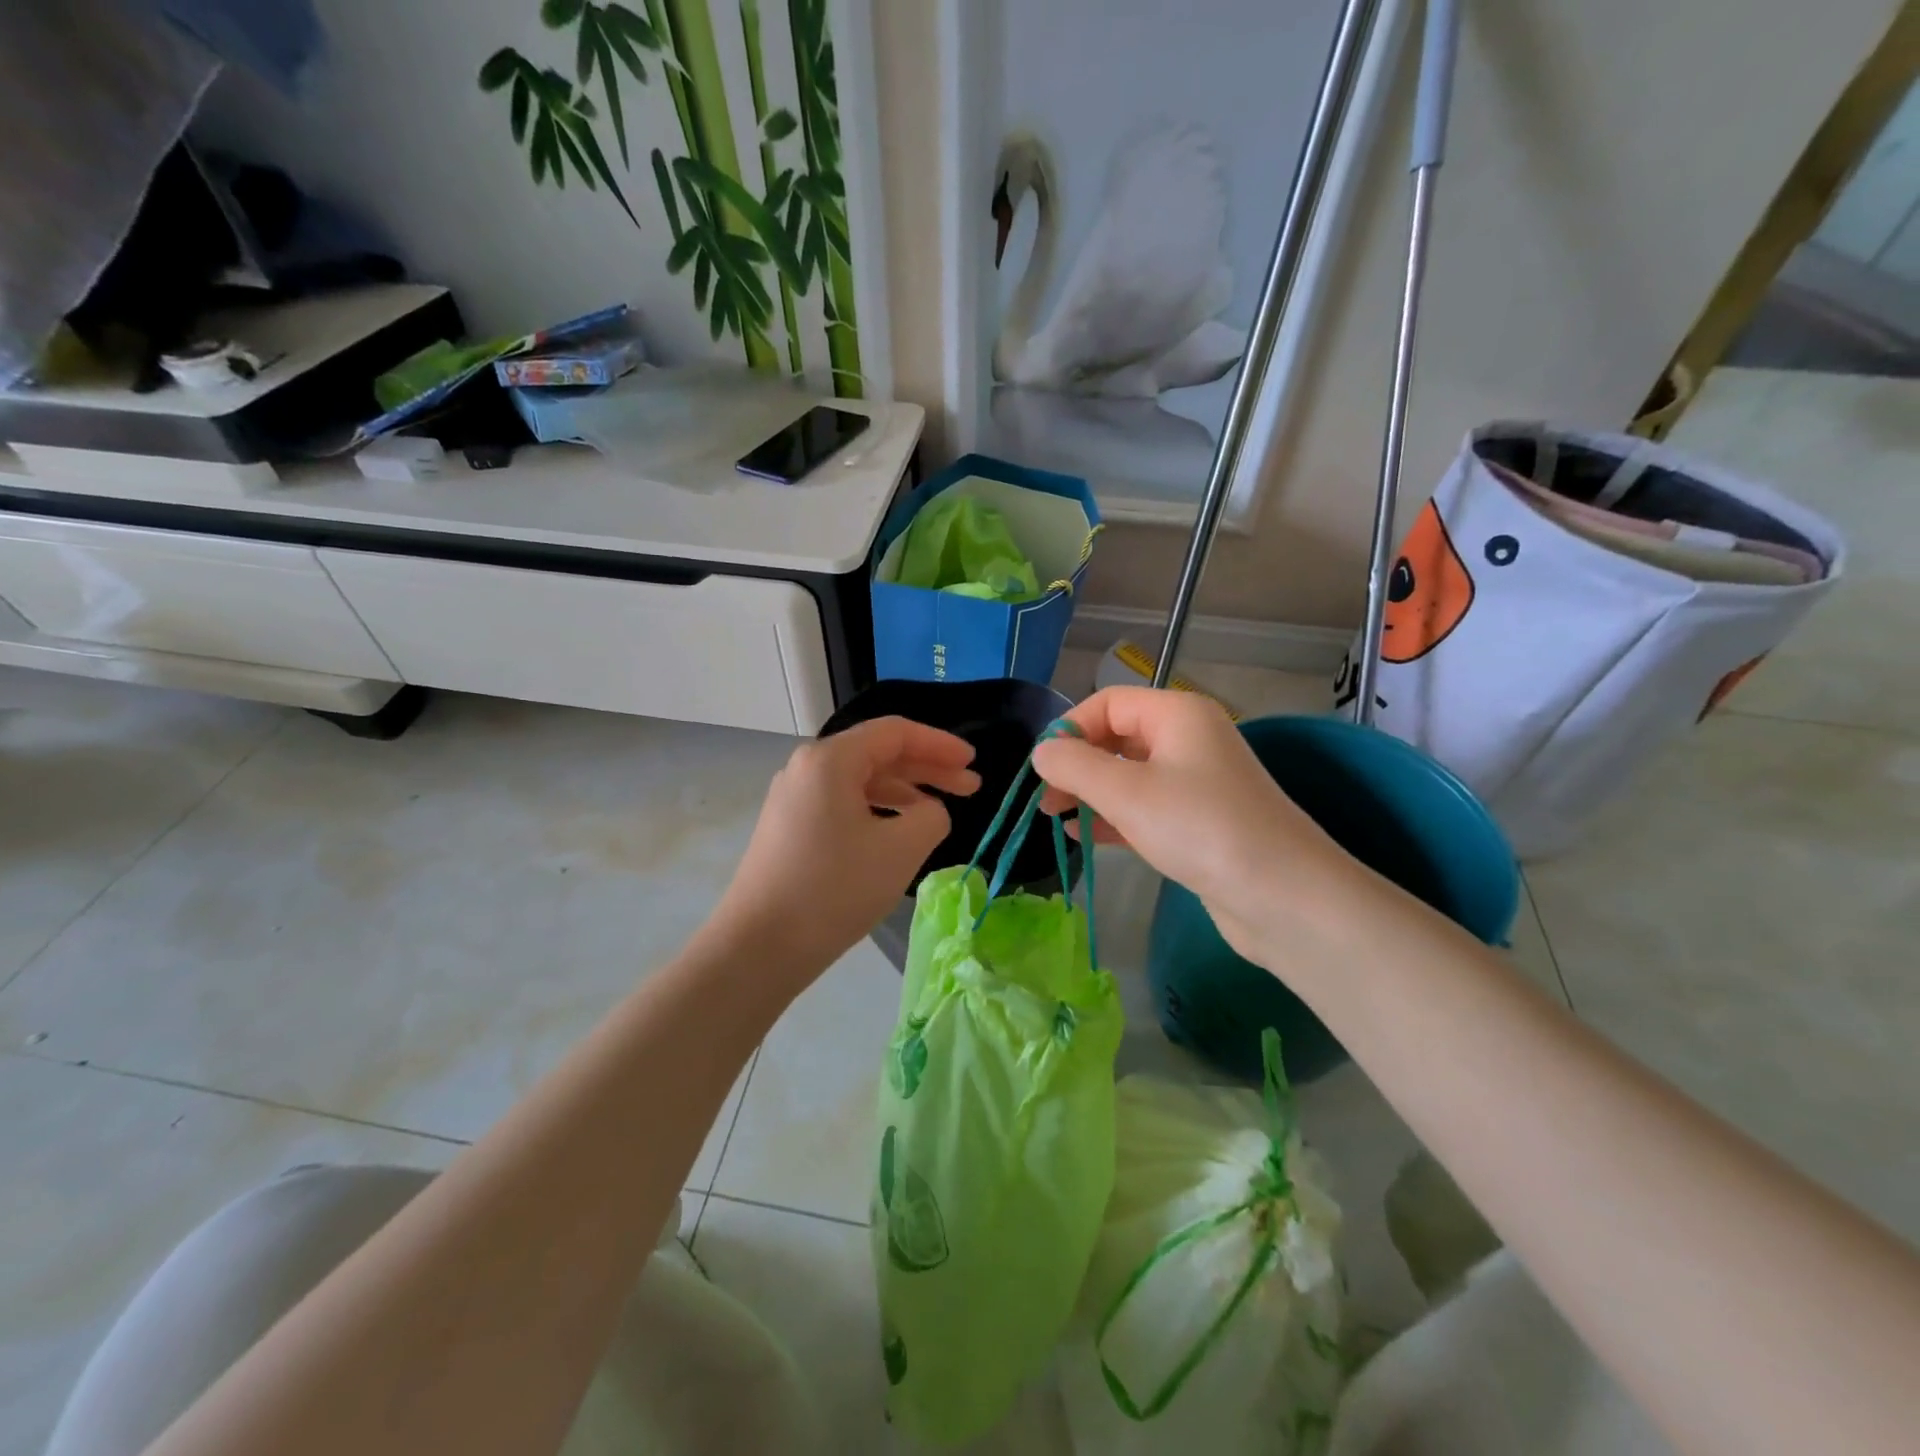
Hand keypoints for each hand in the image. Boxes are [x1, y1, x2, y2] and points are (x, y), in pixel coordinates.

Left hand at [706, 718, 979, 979]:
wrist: (759, 946)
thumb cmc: (834, 889)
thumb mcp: (901, 849)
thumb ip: (932, 816)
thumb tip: (929, 811)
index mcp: (830, 759)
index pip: (895, 733)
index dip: (940, 744)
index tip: (973, 762)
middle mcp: (807, 768)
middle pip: (878, 754)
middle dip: (927, 768)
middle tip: (970, 788)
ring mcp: (794, 798)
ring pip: (860, 781)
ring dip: (904, 792)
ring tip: (939, 814)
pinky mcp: (789, 827)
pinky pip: (843, 804)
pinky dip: (878, 810)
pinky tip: (898, 833)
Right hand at [1032, 687, 1364, 964]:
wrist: (1283, 897)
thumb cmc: (1200, 828)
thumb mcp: (1127, 792)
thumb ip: (1075, 766)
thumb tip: (1041, 751)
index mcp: (1177, 714)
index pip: (1108, 702)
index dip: (1070, 728)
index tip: (1041, 767)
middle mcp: (1189, 739)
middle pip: (1117, 737)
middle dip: (1077, 763)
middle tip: (1044, 798)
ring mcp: (1196, 782)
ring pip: (1129, 775)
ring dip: (1090, 792)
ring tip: (1055, 817)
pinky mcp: (1198, 822)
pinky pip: (1145, 807)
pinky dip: (1113, 816)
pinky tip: (1084, 835)